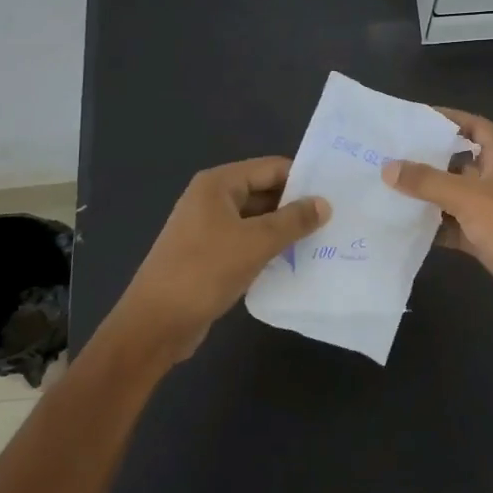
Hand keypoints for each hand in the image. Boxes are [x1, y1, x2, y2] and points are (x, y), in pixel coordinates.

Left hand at [114, 157, 330, 360]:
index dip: (303, 179)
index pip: (271, 168)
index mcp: (218, 184)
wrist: (155, 325)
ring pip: (257, 220)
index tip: (337, 193)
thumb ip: (293, 220)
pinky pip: (247, 243)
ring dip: (284, 230)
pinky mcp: (209, 256)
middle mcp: (212, 199)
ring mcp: (208, 228)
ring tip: (324, 240)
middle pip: (264, 192)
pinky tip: (295, 262)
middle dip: (296, 206)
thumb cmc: (204, 272)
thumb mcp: (255, 243)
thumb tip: (324, 203)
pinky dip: (269, 249)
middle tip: (336, 219)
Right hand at [381, 109, 492, 323]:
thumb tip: (388, 167)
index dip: (450, 118)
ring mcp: (491, 211)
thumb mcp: (469, 198)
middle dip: (428, 157)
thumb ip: (428, 181)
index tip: (415, 118)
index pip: (476, 126)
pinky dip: (433, 226)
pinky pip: (453, 226)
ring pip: (453, 195)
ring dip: (427, 193)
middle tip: (389, 154)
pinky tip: (404, 226)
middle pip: (458, 161)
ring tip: (387, 187)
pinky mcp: (485, 239)